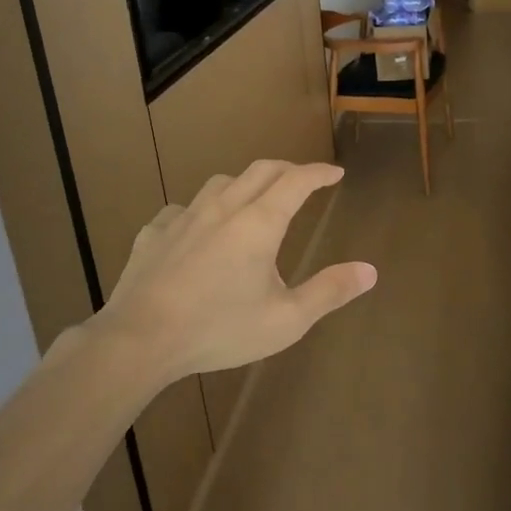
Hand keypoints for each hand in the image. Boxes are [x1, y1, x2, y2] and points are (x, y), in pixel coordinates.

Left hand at [86, 159, 376, 387]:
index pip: (297, 181)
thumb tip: (370, 271)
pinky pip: (181, 210)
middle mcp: (223, 208)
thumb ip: (329, 292)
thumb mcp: (286, 320)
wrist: (140, 340)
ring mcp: (184, 218)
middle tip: (303, 180)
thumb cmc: (219, 329)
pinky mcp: (153, 233)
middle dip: (287, 170)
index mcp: (259, 223)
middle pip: (260, 170)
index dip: (319, 173)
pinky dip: (200, 212)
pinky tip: (197, 230)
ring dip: (245, 184)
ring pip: (220, 183)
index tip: (335, 173)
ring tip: (252, 199)